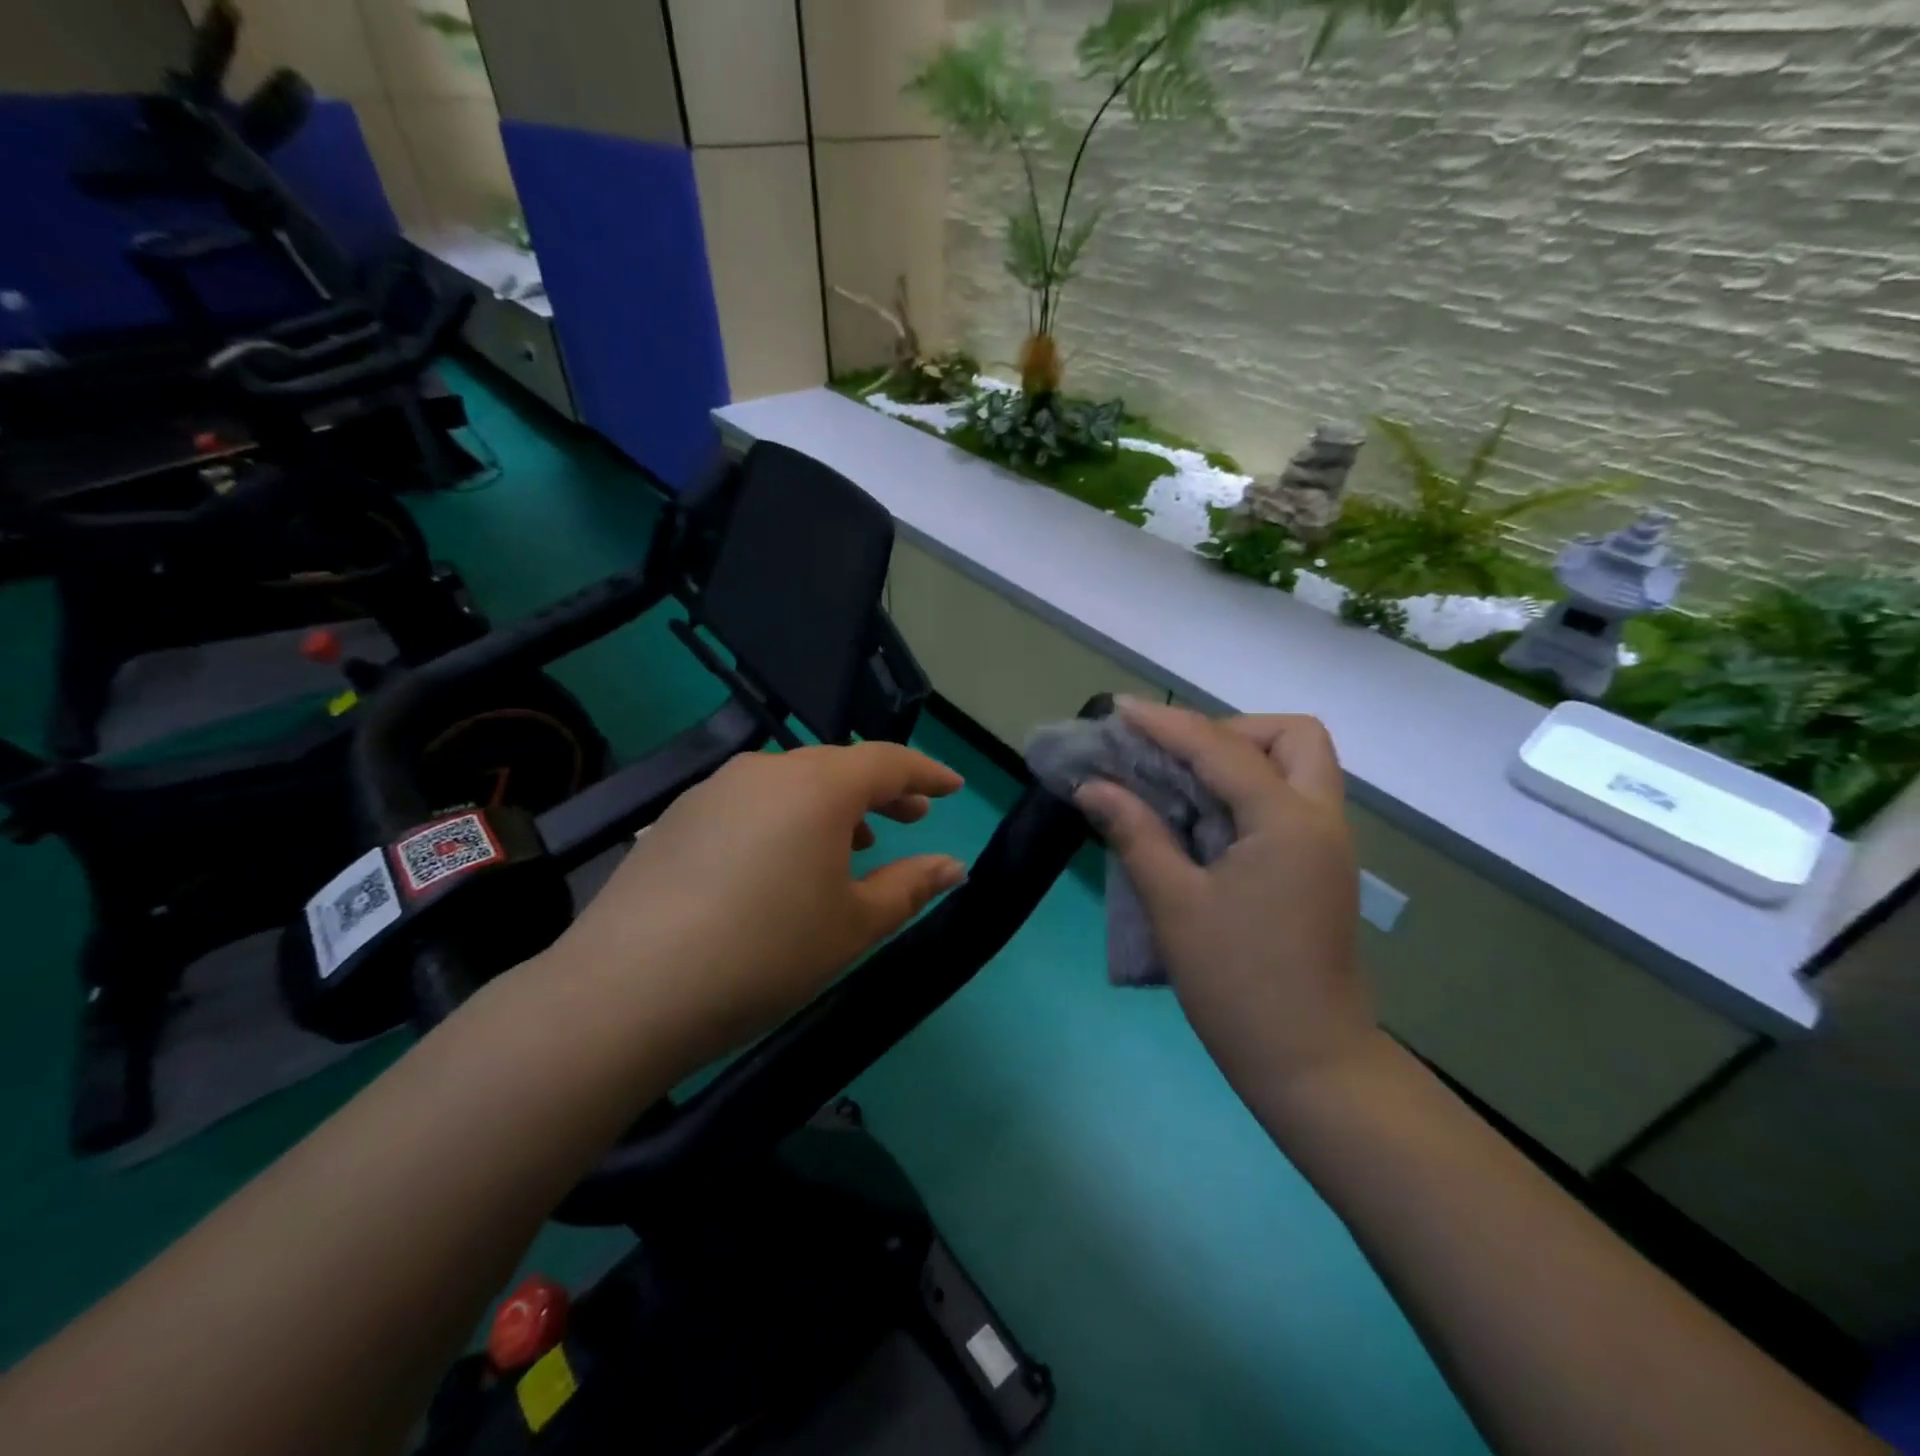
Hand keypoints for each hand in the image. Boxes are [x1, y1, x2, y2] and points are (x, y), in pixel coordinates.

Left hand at [544, 743, 967, 1076]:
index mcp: (817, 786)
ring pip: (791, 784)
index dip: (926, 774)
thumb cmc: (766, 953)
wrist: (629, 991)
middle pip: (837, 767)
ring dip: (831, 807)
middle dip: (881, 791)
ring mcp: (714, 790)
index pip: (887, 762)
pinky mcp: (678, 818)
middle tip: (911, 819)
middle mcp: (765, 771)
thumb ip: (909, 887)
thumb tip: (953, 866)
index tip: (952, 787)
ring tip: (854, 844)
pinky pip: (751, 803)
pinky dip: (785, 819)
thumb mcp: (852, 925)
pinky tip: (782, 862)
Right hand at [1074, 699, 1375, 1103]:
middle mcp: (1319, 819)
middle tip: (1177, 759)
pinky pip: (1290, 800)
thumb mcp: (1175, 904)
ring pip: (1299, 766)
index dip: (1167, 724)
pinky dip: (1248, 790)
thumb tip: (1092, 787)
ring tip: (1183, 784)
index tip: (1121, 712)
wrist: (1310, 1064)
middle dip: (1232, 731)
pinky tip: (1203, 819)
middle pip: (1292, 736)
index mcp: (1286, 822)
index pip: (1222, 748)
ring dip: (1243, 758)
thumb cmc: (1238, 985)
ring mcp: (1326, 844)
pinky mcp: (1319, 868)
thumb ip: (1135, 833)